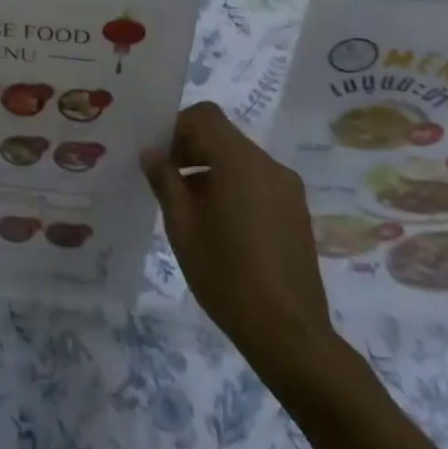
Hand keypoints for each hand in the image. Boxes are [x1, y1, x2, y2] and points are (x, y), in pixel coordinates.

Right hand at [143, 103, 339, 387]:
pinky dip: (232, 186)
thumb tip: (151, 153)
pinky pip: (257, 181)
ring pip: (240, 159)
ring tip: (188, 206)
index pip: (205, 116)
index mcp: (240, 162)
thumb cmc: (226, 274)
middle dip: (191, 149)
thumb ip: (165, 181)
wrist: (288, 332)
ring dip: (210, 169)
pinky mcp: (296, 211)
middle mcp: (269, 165)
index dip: (176, 126)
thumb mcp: (182, 226)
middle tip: (165, 180)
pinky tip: (218, 224)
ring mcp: (287, 189)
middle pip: (223, 136)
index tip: (158, 156)